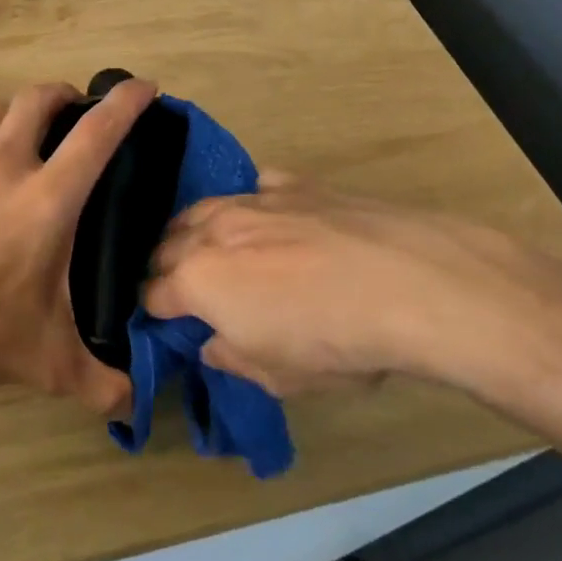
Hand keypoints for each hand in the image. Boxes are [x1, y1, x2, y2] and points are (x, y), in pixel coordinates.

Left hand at [0, 79, 157, 414]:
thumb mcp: (48, 363)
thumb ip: (101, 385)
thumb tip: (137, 405)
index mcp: (47, 197)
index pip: (97, 132)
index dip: (126, 102)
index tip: (144, 87)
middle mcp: (3, 166)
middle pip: (36, 99)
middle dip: (63, 94)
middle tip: (76, 110)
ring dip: (17, 115)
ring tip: (26, 138)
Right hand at [143, 175, 561, 396]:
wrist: (408, 282)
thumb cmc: (335, 342)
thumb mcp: (278, 376)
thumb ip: (232, 358)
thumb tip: (211, 344)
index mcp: (197, 282)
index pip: (153, 294)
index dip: (154, 310)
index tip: (165, 322)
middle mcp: (213, 232)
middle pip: (167, 245)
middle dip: (166, 267)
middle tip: (183, 288)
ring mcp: (252, 201)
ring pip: (201, 209)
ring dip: (196, 231)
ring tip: (211, 248)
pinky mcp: (293, 184)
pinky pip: (255, 188)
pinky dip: (250, 205)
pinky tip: (266, 218)